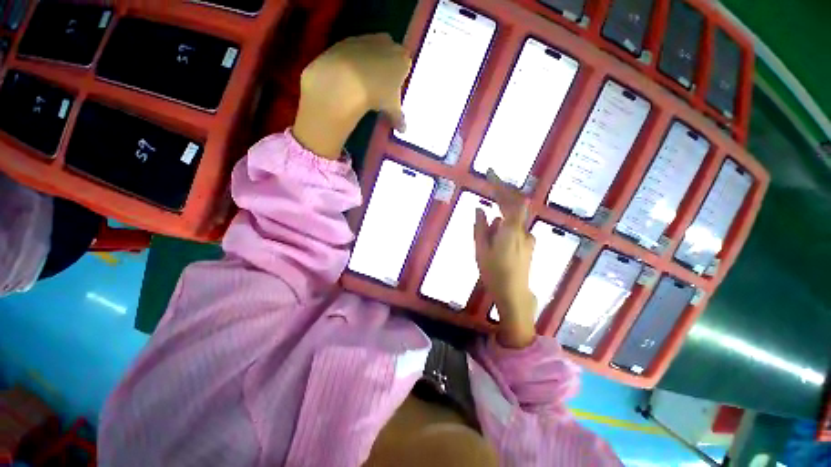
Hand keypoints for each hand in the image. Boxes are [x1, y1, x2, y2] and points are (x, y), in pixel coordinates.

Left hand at [293, 34, 411, 158]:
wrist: (347, 78)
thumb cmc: (378, 92)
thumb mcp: (391, 108)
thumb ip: (398, 118)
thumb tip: (403, 130)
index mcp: (402, 60)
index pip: (406, 65)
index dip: (400, 76)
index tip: (394, 88)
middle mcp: (388, 44)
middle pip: (390, 53)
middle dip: (387, 65)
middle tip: (381, 83)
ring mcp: (368, 40)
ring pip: (373, 49)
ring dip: (370, 61)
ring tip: (364, 81)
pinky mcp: (349, 40)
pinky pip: (355, 50)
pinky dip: (354, 60)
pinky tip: (351, 75)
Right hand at [474, 170, 536, 348]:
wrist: (514, 294)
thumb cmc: (494, 272)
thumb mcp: (480, 249)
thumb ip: (480, 227)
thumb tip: (480, 209)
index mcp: (511, 229)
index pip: (509, 200)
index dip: (500, 184)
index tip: (490, 173)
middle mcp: (523, 230)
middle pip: (515, 205)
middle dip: (502, 195)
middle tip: (489, 192)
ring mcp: (528, 238)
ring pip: (512, 219)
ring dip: (499, 221)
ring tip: (487, 243)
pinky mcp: (529, 245)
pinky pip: (515, 229)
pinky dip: (503, 229)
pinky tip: (495, 245)